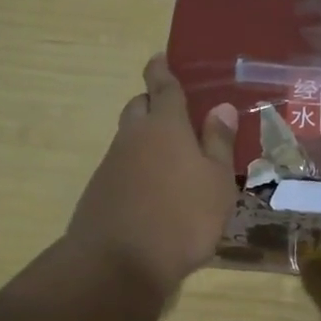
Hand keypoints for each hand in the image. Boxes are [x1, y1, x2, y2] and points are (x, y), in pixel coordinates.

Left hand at [66, 54, 239, 297]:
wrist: (118, 263)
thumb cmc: (182, 217)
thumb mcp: (216, 181)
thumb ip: (217, 143)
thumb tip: (220, 107)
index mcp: (165, 126)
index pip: (163, 87)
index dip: (162, 70)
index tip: (160, 57)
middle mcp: (133, 137)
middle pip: (139, 107)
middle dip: (152, 102)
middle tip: (174, 113)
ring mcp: (111, 165)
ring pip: (129, 138)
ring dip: (145, 139)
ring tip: (171, 158)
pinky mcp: (99, 191)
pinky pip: (121, 167)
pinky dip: (137, 168)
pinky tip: (153, 190)